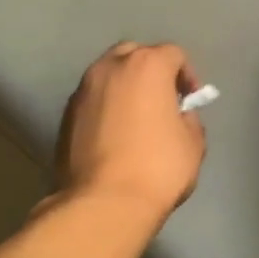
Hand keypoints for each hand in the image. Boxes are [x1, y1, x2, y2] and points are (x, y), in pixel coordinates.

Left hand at [55, 43, 207, 222]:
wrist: (103, 203)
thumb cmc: (158, 168)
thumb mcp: (193, 143)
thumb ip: (188, 119)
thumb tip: (178, 116)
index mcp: (147, 66)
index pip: (173, 54)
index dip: (187, 75)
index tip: (190, 101)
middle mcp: (110, 68)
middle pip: (134, 54)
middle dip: (150, 71)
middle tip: (161, 100)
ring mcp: (83, 90)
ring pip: (108, 75)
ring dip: (124, 88)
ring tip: (135, 118)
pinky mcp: (65, 115)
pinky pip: (92, 100)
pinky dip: (105, 107)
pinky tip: (114, 135)